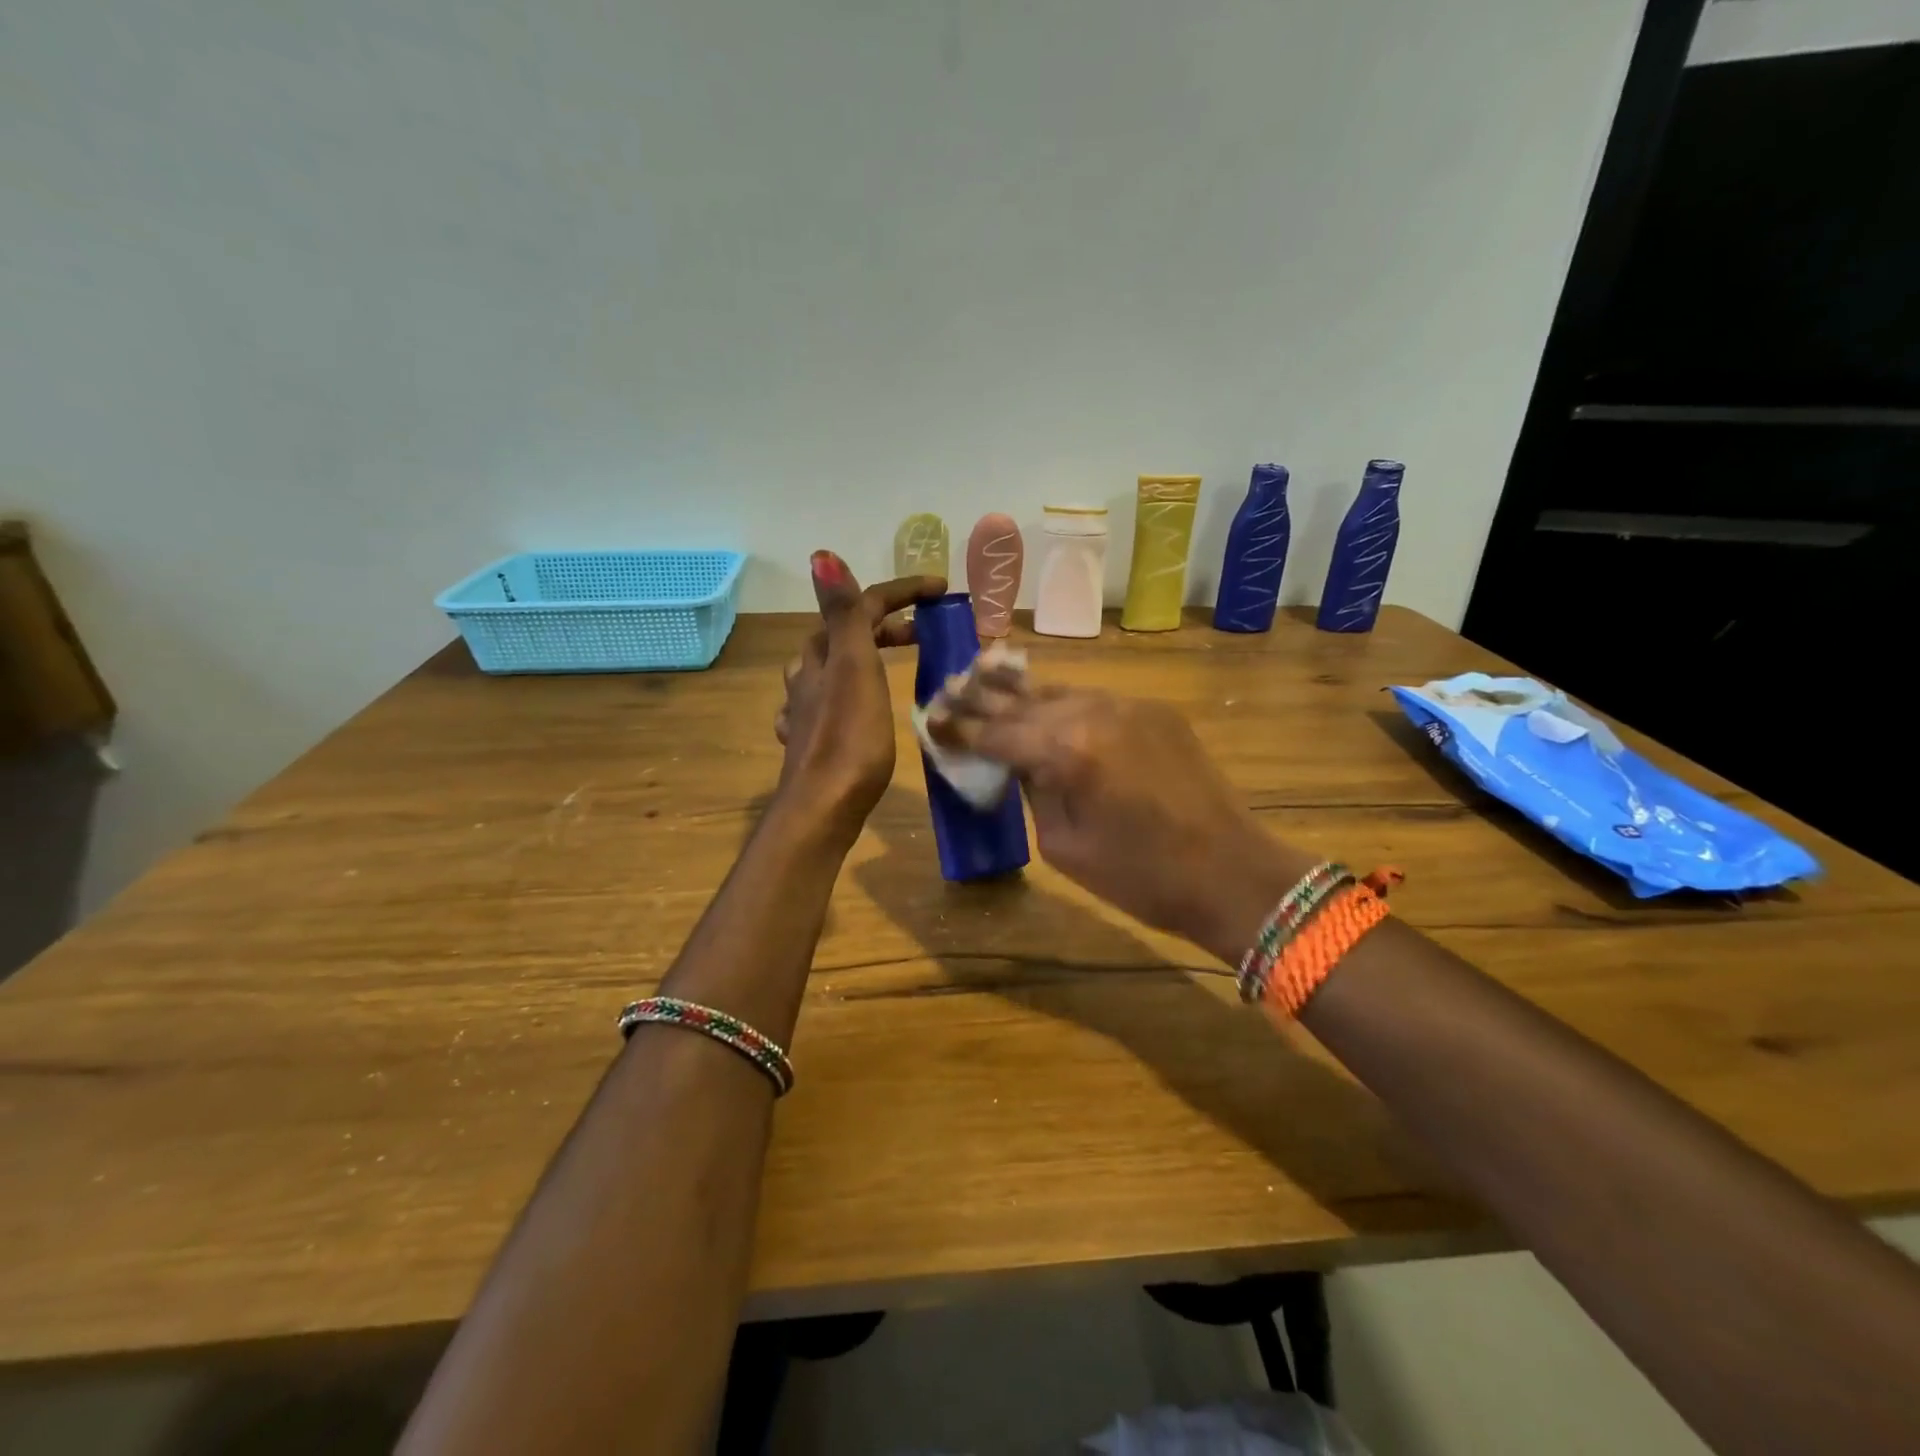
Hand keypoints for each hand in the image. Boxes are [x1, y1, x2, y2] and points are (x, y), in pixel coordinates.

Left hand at [775, 552, 944, 837]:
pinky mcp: (810, 741)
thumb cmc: (849, 739)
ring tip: (891, 664)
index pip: (861, 606)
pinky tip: (852, 706)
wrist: (822, 808)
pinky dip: (846, 693)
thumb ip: (843, 615)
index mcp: (824, 655)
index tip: (941, 591)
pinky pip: (826, 703)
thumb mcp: (853, 669)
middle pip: (844, 635)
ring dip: (862, 656)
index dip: (901, 592)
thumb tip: (821, 554)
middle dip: (884, 624)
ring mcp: (806, 710)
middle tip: (923, 633)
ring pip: (831, 668)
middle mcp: (809, 676)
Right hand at [928, 670, 1316, 961]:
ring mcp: (1128, 705)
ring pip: (1058, 691)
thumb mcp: (1064, 846)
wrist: (1230, 873)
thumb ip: (1032, 790)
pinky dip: (1063, 704)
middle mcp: (1094, 712)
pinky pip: (1094, 700)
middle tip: (946, 690)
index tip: (930, 720)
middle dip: (980, 697)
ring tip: (984, 683)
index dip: (958, 727)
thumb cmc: (1140, 878)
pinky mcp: (1154, 710)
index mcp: (1066, 751)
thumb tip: (1017, 762)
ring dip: (1021, 694)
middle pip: (1022, 699)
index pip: (995, 731)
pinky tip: (1045, 706)